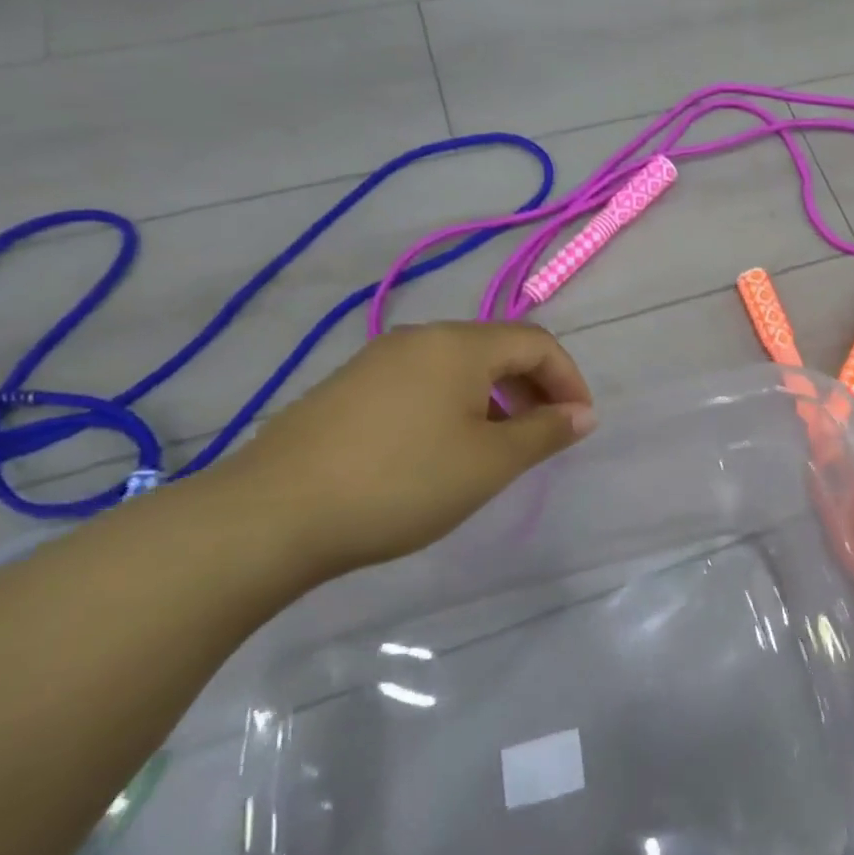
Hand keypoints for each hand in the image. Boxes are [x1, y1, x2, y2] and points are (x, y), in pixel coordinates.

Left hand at [209, 322, 594, 579]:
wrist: (270, 516)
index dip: (569, 380)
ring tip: (497, 449)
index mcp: (460, 344)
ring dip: (495, 399)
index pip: (537, 343)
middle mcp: (420, 338)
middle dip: (534, 389)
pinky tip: (442, 451)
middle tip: (544, 438)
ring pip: (459, 367)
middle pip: (498, 349)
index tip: (579, 426)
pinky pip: (423, 383)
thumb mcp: (489, 463)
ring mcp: (378, 360)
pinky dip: (455, 406)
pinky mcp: (348, 388)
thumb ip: (545, 433)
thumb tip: (583, 415)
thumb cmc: (401, 482)